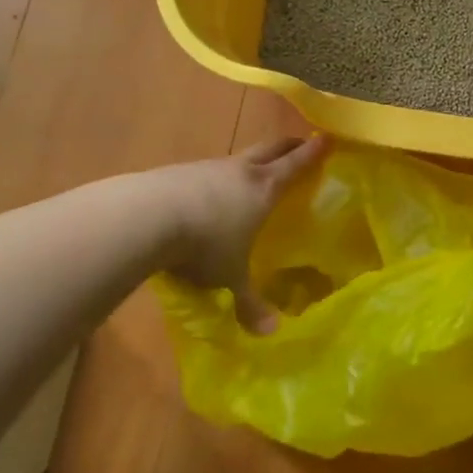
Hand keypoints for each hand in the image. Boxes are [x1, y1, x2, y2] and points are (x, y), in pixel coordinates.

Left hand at [156, 136, 324, 332]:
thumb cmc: (204, 244)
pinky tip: (206, 197)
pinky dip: (215, 179)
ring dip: (249, 163)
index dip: (313, 153)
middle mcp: (240, 171)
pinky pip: (205, 172)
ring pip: (237, 159)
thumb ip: (249, 302)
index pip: (296, 165)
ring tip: (252, 176)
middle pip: (270, 148)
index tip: (327, 139)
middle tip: (300, 145)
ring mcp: (207, 167)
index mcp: (264, 188)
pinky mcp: (177, 173)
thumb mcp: (229, 277)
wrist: (145, 217)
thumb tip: (269, 333)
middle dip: (287, 146)